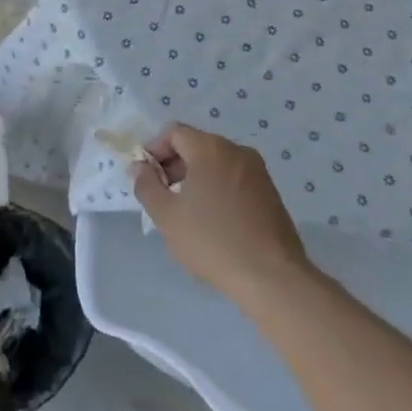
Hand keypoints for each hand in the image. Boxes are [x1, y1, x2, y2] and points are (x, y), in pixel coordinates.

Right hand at [132, 124, 313, 315]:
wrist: (272, 277)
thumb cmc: (213, 241)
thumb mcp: (167, 216)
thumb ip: (146, 186)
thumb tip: (139, 167)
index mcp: (210, 149)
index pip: (174, 133)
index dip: (154, 150)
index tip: (146, 178)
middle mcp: (237, 151)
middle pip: (196, 145)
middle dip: (173, 165)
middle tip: (162, 196)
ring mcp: (257, 171)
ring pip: (216, 162)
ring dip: (194, 178)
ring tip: (185, 211)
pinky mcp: (270, 192)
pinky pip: (233, 178)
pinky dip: (216, 188)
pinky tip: (212, 220)